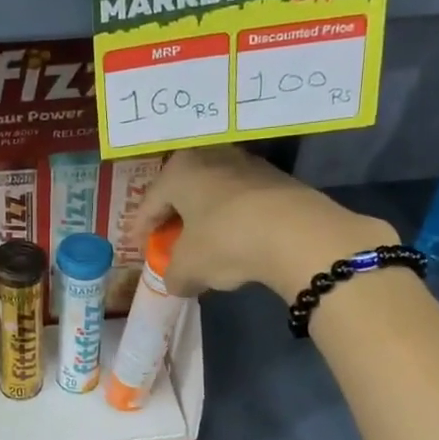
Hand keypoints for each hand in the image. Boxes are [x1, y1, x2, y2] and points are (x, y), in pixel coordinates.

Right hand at [131, 146, 397, 298]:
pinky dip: (234, 220)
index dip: (141, 229)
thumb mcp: (188, 268)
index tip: (140, 247)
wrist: (298, 234)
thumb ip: (174, 275)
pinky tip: (237, 242)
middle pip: (183, 193)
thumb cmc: (225, 241)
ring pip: (214, 195)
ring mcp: (247, 164)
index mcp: (178, 171)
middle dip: (175, 219)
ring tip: (205, 245)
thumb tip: (177, 282)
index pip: (150, 202)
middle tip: (170, 243)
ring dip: (206, 219)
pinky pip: (242, 202)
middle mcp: (209, 157)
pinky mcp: (277, 179)